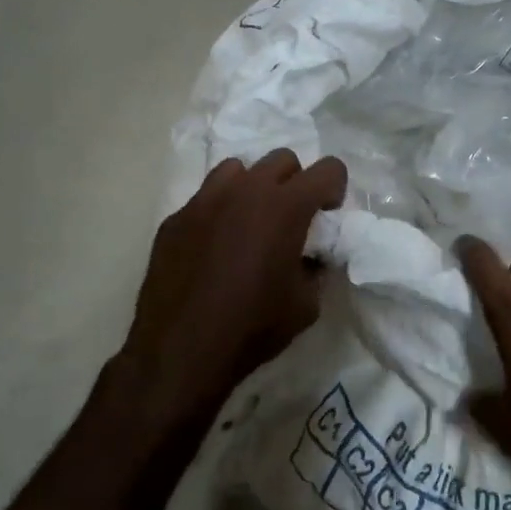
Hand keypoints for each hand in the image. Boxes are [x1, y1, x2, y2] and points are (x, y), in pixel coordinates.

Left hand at [121, 150, 347, 423]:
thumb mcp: (306, 305)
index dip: (335, 190)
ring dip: (253, 189)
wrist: (182, 350)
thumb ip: (315, 269)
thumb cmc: (253, 327)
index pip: (328, 168)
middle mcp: (245, 191)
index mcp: (285, 207)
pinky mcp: (175, 218)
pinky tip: (213, 248)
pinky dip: (218, 212)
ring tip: (249, 225)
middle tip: (291, 219)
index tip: (326, 217)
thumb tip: (309, 258)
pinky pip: (205, 198)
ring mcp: (205, 200)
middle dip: (295, 183)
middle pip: (282, 159)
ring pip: (238, 170)